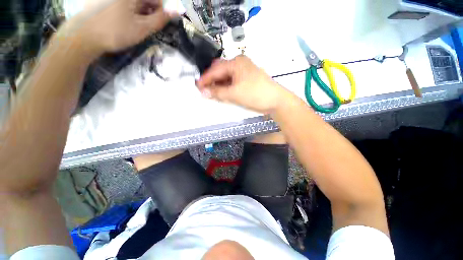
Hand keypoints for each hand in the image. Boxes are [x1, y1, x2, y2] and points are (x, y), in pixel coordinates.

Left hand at [61, 0, 175, 54]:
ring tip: (135, 25)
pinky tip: (125, 21)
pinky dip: (129, 11)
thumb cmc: (115, 32)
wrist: (83, 36)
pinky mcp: (104, 0)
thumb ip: (160, 19)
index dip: (161, 11)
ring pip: (135, 2)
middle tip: (146, 26)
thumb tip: (176, 11)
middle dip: (149, 12)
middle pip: (145, 0)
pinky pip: (124, 4)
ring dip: (140, 12)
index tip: (158, 23)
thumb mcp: (142, 28)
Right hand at [196, 55, 288, 113]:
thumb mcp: (234, 94)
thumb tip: (203, 92)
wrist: (275, 100)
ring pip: (227, 77)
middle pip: (221, 71)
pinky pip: (233, 82)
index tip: (197, 87)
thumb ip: (218, 92)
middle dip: (212, 81)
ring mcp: (244, 72)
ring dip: (219, 85)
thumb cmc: (255, 94)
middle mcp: (240, 64)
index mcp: (236, 63)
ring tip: (212, 93)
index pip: (215, 70)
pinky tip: (222, 92)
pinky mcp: (247, 79)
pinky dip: (226, 87)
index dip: (205, 79)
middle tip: (204, 90)